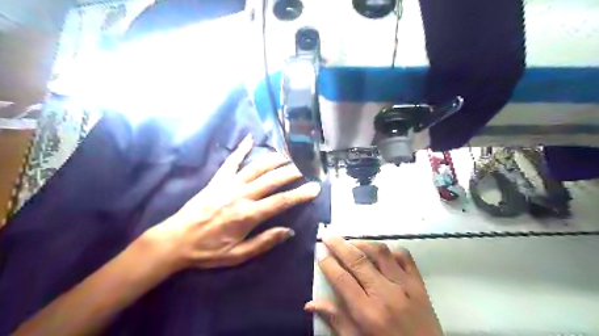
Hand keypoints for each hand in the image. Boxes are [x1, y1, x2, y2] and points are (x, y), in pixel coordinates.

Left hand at [146, 134, 322, 269]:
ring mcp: (228, 184)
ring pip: (256, 167)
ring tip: (288, 155)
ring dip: (274, 159)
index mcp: (248, 215)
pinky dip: (241, 149)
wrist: (176, 240)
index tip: (315, 188)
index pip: (281, 202)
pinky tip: (250, 138)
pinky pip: (231, 161)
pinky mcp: (217, 180)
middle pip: (272, 180)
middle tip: (306, 167)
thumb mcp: (238, 255)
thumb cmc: (208, 251)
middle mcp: (241, 195)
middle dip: (291, 172)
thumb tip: (288, 231)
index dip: (300, 194)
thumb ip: (264, 242)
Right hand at [306, 236, 441, 335]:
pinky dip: (390, 249)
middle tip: (327, 235)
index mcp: (368, 313)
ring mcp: (405, 286)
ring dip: (362, 243)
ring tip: (350, 242)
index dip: (328, 264)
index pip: (342, 280)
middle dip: (339, 245)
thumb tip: (310, 303)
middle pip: (358, 261)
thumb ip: (336, 320)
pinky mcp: (419, 284)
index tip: (319, 252)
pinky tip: (379, 251)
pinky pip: (404, 257)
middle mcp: (386, 294)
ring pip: (380, 252)